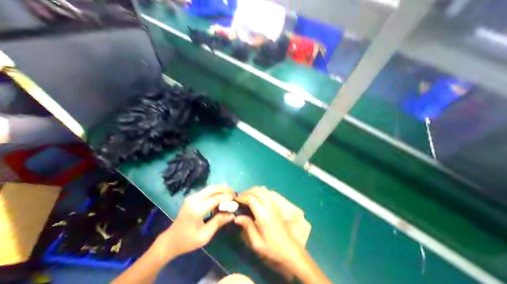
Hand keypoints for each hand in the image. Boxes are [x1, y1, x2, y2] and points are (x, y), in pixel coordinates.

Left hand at [152, 186, 234, 262]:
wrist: (170, 240)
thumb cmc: (187, 241)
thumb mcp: (205, 235)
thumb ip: (219, 222)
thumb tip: (232, 214)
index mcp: (197, 209)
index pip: (216, 199)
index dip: (227, 197)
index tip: (236, 198)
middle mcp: (194, 199)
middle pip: (213, 188)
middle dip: (225, 189)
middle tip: (234, 193)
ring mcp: (192, 197)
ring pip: (210, 188)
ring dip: (221, 189)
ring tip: (230, 192)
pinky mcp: (192, 197)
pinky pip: (206, 191)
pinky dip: (215, 191)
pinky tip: (221, 193)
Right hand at [235, 188, 304, 269]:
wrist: (291, 250)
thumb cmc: (272, 249)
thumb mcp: (257, 242)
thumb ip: (247, 226)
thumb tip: (236, 217)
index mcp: (263, 214)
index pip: (251, 198)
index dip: (242, 197)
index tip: (235, 200)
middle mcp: (269, 205)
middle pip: (257, 190)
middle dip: (247, 192)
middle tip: (239, 198)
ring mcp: (274, 204)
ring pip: (262, 189)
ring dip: (253, 190)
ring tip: (246, 198)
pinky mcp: (277, 205)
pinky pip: (266, 192)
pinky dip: (259, 192)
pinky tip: (256, 199)